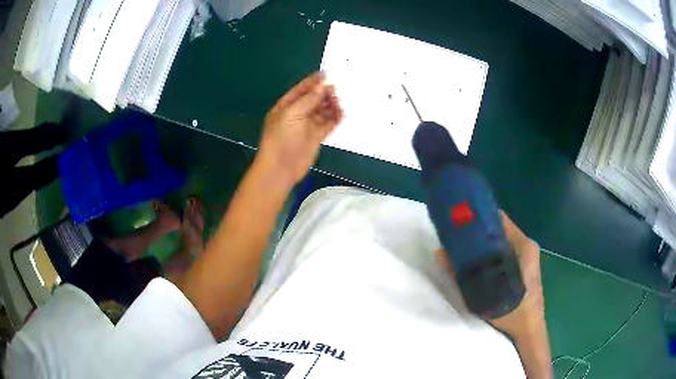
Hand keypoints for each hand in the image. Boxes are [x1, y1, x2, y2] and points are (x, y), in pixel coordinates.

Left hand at [258, 72, 343, 185]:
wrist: (281, 167)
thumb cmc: (281, 138)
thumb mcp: (292, 113)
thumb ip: (309, 99)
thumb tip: (323, 85)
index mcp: (286, 106)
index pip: (301, 90)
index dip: (313, 82)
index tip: (327, 74)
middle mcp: (297, 114)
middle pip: (313, 99)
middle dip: (323, 93)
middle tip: (335, 88)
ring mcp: (307, 126)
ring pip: (322, 110)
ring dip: (330, 104)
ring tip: (338, 101)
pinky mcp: (317, 137)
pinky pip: (329, 123)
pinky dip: (335, 117)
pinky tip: (342, 112)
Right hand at [436, 211, 544, 335]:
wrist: (529, 328)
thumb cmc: (512, 309)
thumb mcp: (483, 293)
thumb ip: (461, 273)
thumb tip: (440, 252)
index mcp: (524, 245)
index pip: (499, 219)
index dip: (478, 218)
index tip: (459, 220)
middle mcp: (526, 245)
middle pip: (499, 231)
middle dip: (478, 233)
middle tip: (456, 237)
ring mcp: (527, 256)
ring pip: (501, 242)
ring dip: (483, 246)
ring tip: (463, 249)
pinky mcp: (524, 266)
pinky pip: (505, 253)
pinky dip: (491, 255)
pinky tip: (478, 264)